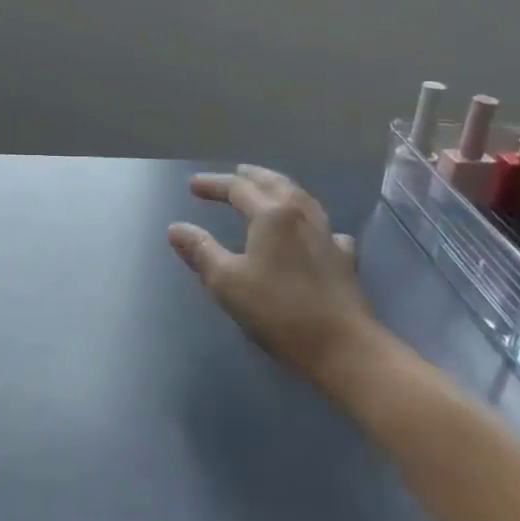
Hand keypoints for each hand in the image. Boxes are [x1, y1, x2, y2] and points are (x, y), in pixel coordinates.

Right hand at [168, 165, 386, 391]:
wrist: (343, 347)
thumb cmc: (278, 311)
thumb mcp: (226, 282)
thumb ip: (200, 250)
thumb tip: (176, 228)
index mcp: (272, 214)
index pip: (238, 188)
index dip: (214, 184)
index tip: (192, 186)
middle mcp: (302, 214)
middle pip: (275, 183)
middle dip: (251, 176)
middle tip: (235, 173)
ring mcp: (327, 235)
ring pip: (302, 199)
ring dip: (280, 188)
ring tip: (268, 189)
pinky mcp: (344, 259)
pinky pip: (324, 227)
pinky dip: (309, 221)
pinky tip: (311, 231)